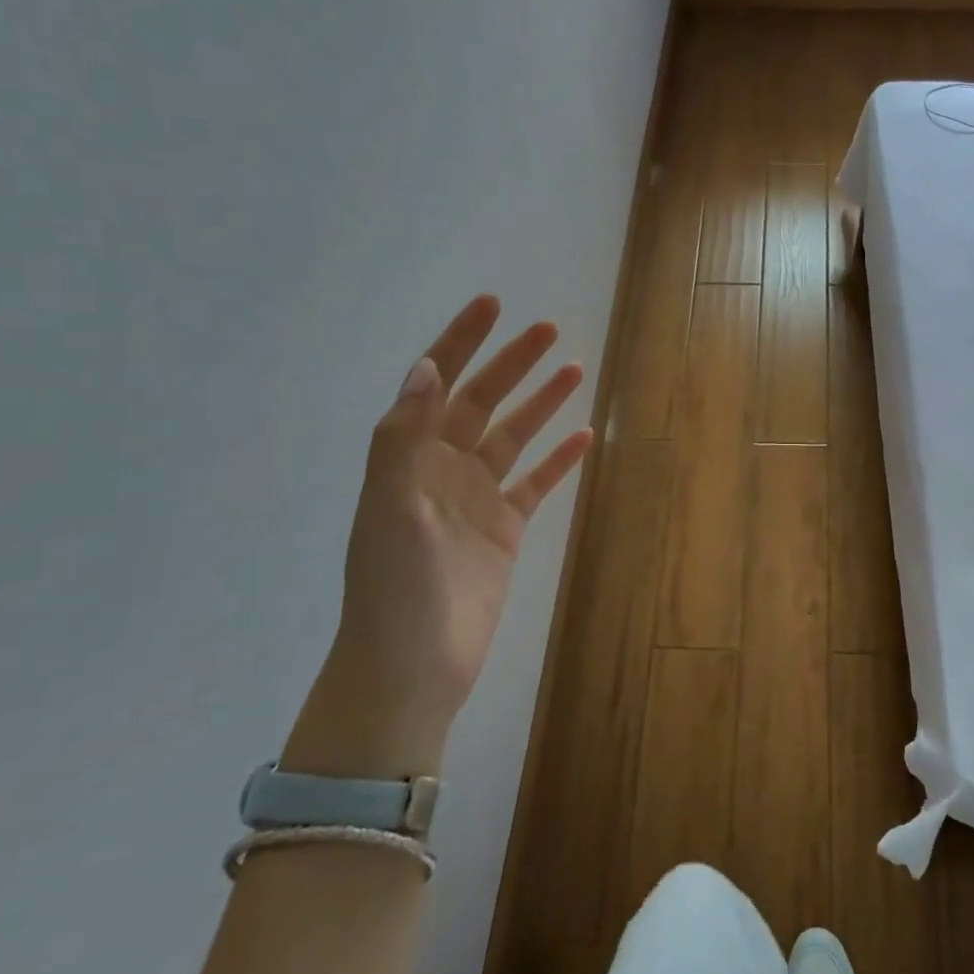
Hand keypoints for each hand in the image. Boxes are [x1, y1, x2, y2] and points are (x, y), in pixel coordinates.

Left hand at [283, 296, 592, 777]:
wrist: (412, 668)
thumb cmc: (395, 587)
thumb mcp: (389, 507)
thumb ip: (403, 438)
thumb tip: (426, 367)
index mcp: (409, 458)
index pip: (437, 385)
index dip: (462, 341)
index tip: (492, 304)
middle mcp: (442, 469)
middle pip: (482, 402)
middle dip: (512, 363)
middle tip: (549, 330)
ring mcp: (476, 499)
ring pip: (514, 437)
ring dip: (540, 403)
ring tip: (574, 369)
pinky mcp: (505, 530)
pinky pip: (536, 484)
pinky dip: (558, 460)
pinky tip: (583, 436)